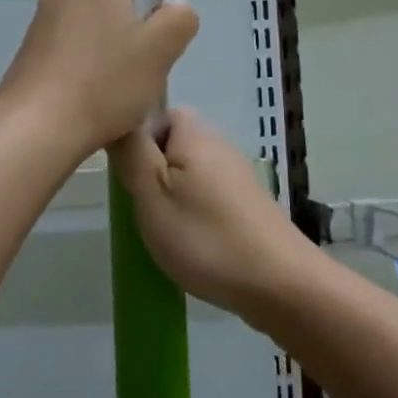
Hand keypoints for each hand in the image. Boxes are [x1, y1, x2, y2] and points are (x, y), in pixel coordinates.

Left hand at [0, 0, 198, 159]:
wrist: (39, 127)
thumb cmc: (107, 81)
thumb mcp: (162, 50)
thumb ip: (178, 19)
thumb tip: (173, 10)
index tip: (137, 7)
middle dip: (113, 19)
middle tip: (137, 56)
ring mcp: (37, 28)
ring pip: (76, 28)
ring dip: (94, 48)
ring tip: (113, 88)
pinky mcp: (23, 59)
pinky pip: (58, 55)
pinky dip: (73, 70)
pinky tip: (87, 102)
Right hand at [109, 108, 308, 317]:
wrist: (279, 284)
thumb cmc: (204, 236)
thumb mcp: (151, 192)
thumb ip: (131, 152)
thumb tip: (118, 118)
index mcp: (195, 134)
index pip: (156, 113)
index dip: (136, 138)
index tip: (124, 173)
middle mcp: (219, 146)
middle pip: (172, 145)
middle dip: (151, 171)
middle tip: (139, 205)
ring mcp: (237, 177)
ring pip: (189, 174)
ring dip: (171, 197)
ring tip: (162, 229)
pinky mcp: (247, 206)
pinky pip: (207, 198)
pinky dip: (193, 215)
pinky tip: (189, 243)